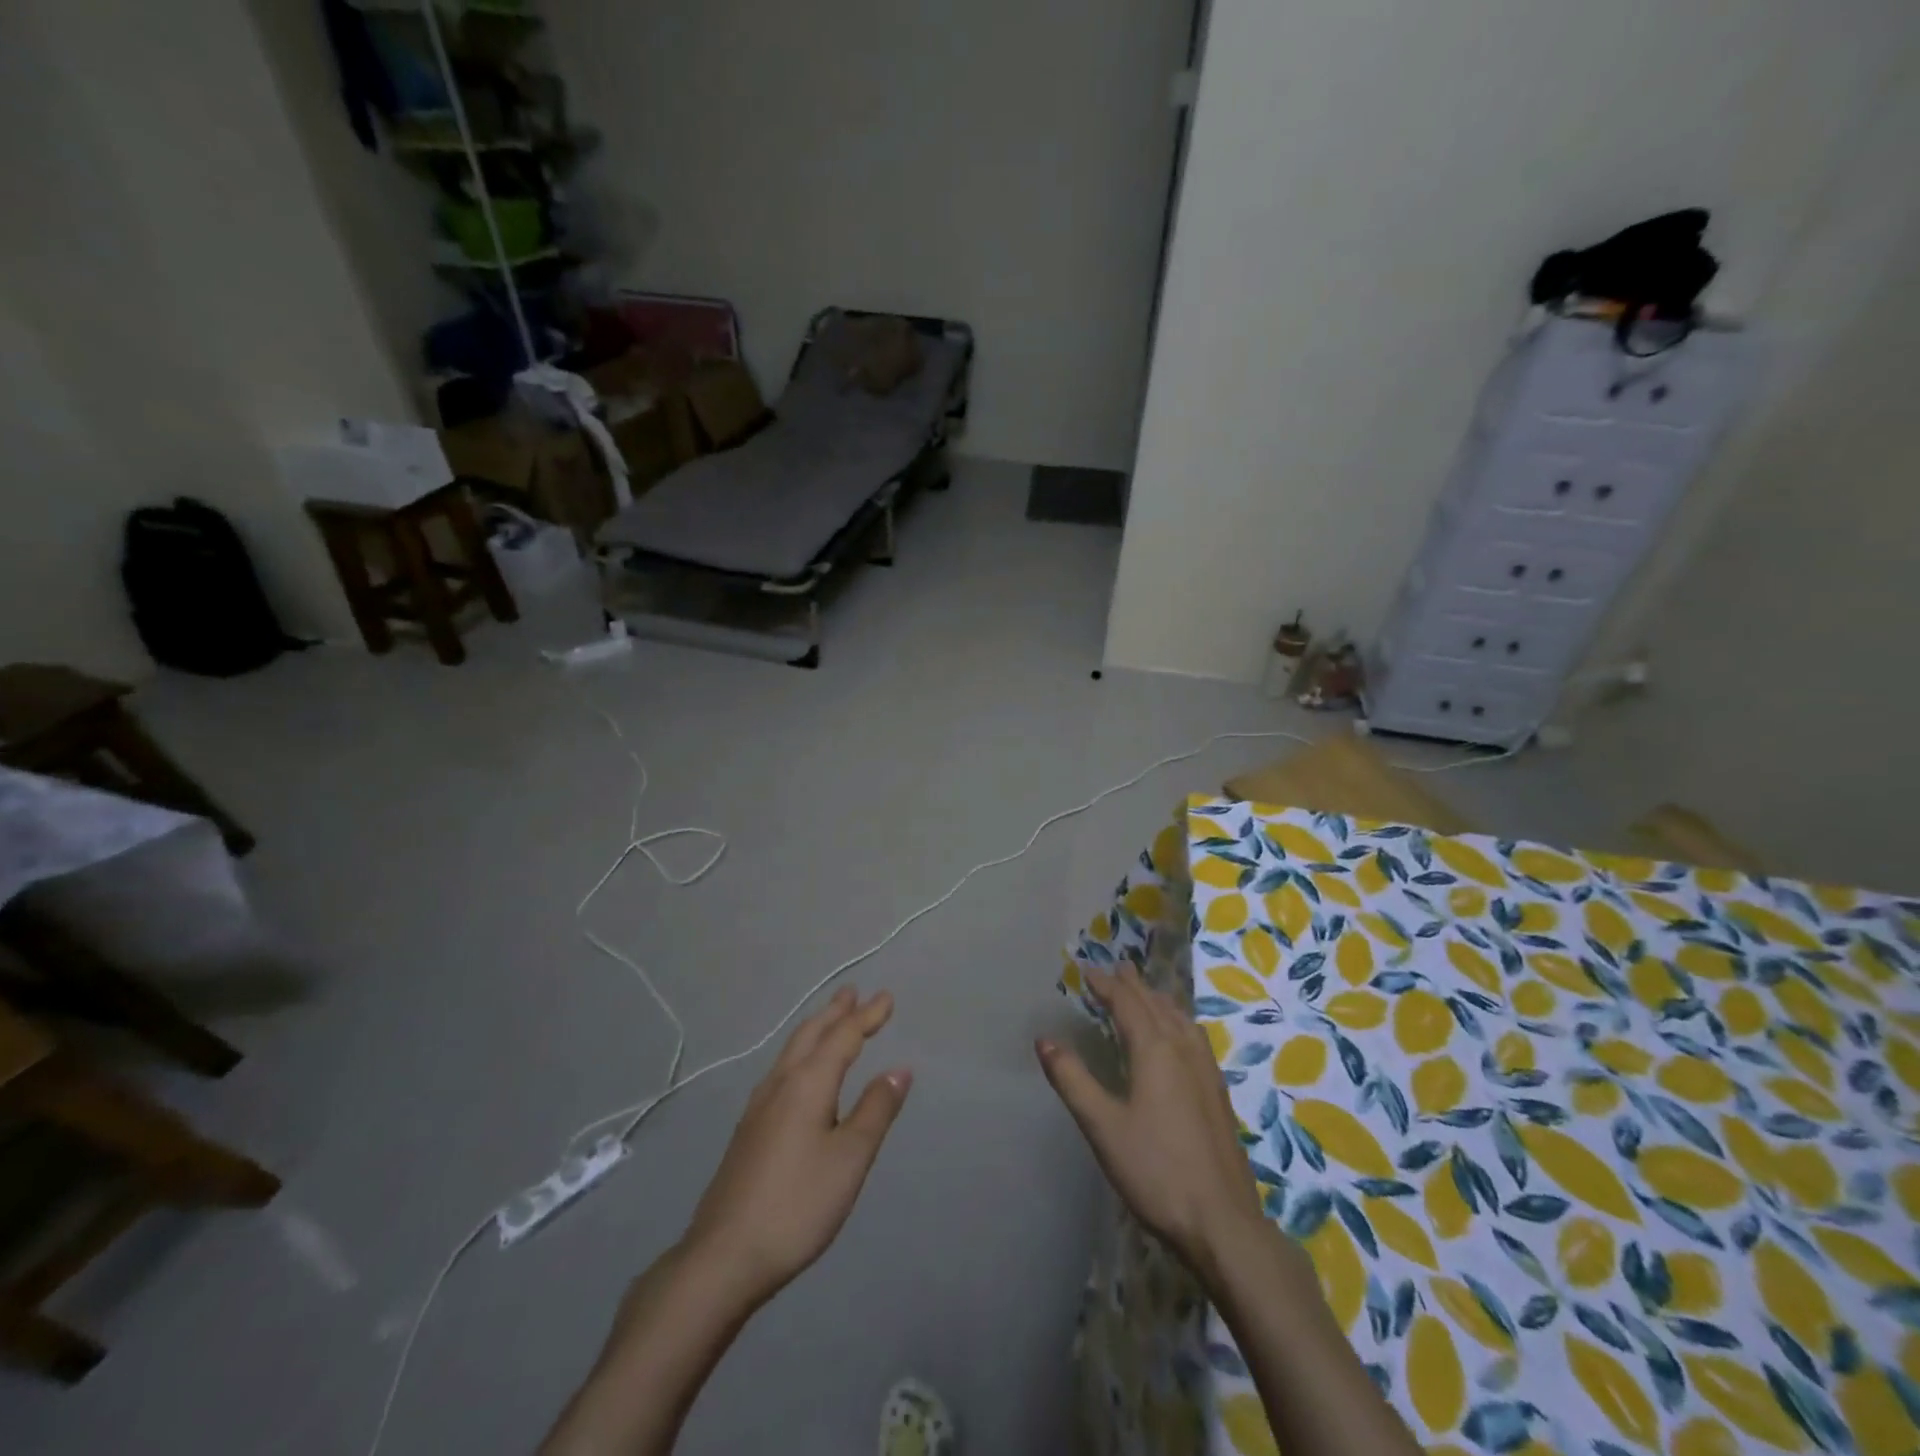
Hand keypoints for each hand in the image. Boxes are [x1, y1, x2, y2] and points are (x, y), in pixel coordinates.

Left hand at [683, 986, 910, 1305]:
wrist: (723, 1256)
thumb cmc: (798, 1204)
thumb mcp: (850, 1158)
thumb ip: (875, 1110)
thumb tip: (899, 1068)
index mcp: (807, 1083)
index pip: (843, 1037)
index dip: (867, 1016)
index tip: (886, 997)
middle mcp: (780, 1084)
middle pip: (811, 1035)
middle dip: (834, 1012)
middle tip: (852, 992)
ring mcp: (758, 1106)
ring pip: (791, 1051)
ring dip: (815, 1029)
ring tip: (829, 1020)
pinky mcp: (748, 1130)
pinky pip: (781, 1070)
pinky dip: (801, 1054)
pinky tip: (799, 1072)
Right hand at [1038, 965, 1263, 1275]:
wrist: (1222, 1222)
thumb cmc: (1155, 1171)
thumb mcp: (1102, 1126)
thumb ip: (1072, 1079)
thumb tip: (1045, 1039)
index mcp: (1154, 1050)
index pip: (1126, 1003)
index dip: (1106, 985)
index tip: (1087, 970)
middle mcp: (1183, 1050)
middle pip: (1155, 1005)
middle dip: (1133, 985)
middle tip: (1117, 967)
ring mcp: (1206, 1071)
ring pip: (1180, 1019)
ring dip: (1158, 1000)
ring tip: (1146, 993)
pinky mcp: (1217, 1093)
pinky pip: (1194, 1037)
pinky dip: (1178, 1021)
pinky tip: (1180, 1038)